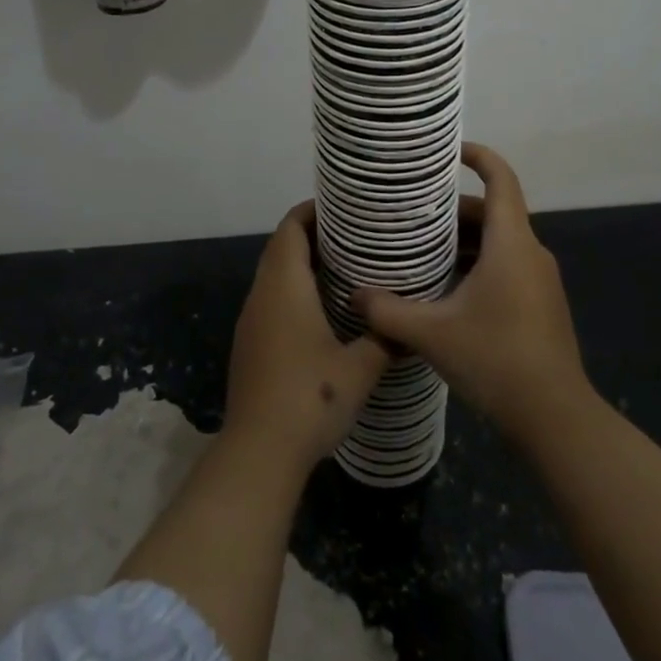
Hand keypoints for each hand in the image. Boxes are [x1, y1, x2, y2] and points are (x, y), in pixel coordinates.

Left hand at [225, 202, 391, 471]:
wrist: (258, 452)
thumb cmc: (310, 398)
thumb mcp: (360, 368)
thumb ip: (386, 338)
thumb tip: (410, 323)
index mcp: (284, 285)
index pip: (291, 227)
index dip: (313, 211)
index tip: (344, 208)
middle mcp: (262, 293)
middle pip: (282, 246)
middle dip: (313, 235)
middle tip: (354, 237)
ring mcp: (251, 320)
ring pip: (274, 274)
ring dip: (303, 264)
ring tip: (345, 269)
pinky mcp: (250, 344)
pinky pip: (271, 300)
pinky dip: (294, 290)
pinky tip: (323, 311)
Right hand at [351, 143, 588, 444]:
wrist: (556, 420)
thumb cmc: (496, 360)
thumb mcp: (432, 334)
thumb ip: (388, 311)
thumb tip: (354, 294)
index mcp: (511, 243)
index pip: (501, 178)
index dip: (479, 156)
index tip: (450, 150)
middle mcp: (531, 252)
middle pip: (494, 212)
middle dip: (454, 209)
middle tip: (414, 213)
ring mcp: (540, 281)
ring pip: (500, 242)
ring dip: (465, 241)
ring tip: (423, 249)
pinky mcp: (542, 305)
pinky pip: (508, 266)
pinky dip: (479, 264)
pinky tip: (448, 290)